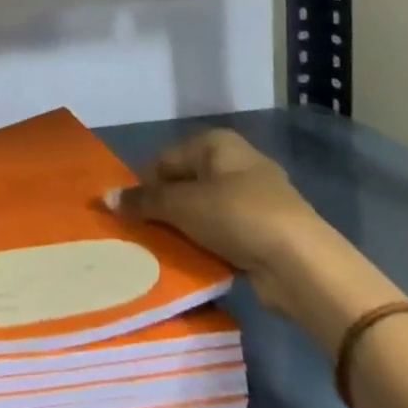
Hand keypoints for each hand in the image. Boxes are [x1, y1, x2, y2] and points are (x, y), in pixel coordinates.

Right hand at [109, 129, 381, 341]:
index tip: (131, 213)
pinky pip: (225, 233)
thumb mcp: (181, 205)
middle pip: (186, 183)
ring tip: (166, 250)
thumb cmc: (236, 216)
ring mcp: (256, 198)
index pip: (166, 158)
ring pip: (205, 210)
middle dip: (165, 208)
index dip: (146, 184)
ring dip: (187, 229)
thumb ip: (143, 201)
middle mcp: (237, 163)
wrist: (302, 264)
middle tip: (144, 233)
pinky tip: (196, 261)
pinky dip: (210, 245)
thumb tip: (105, 197)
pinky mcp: (267, 232)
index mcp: (216, 143)